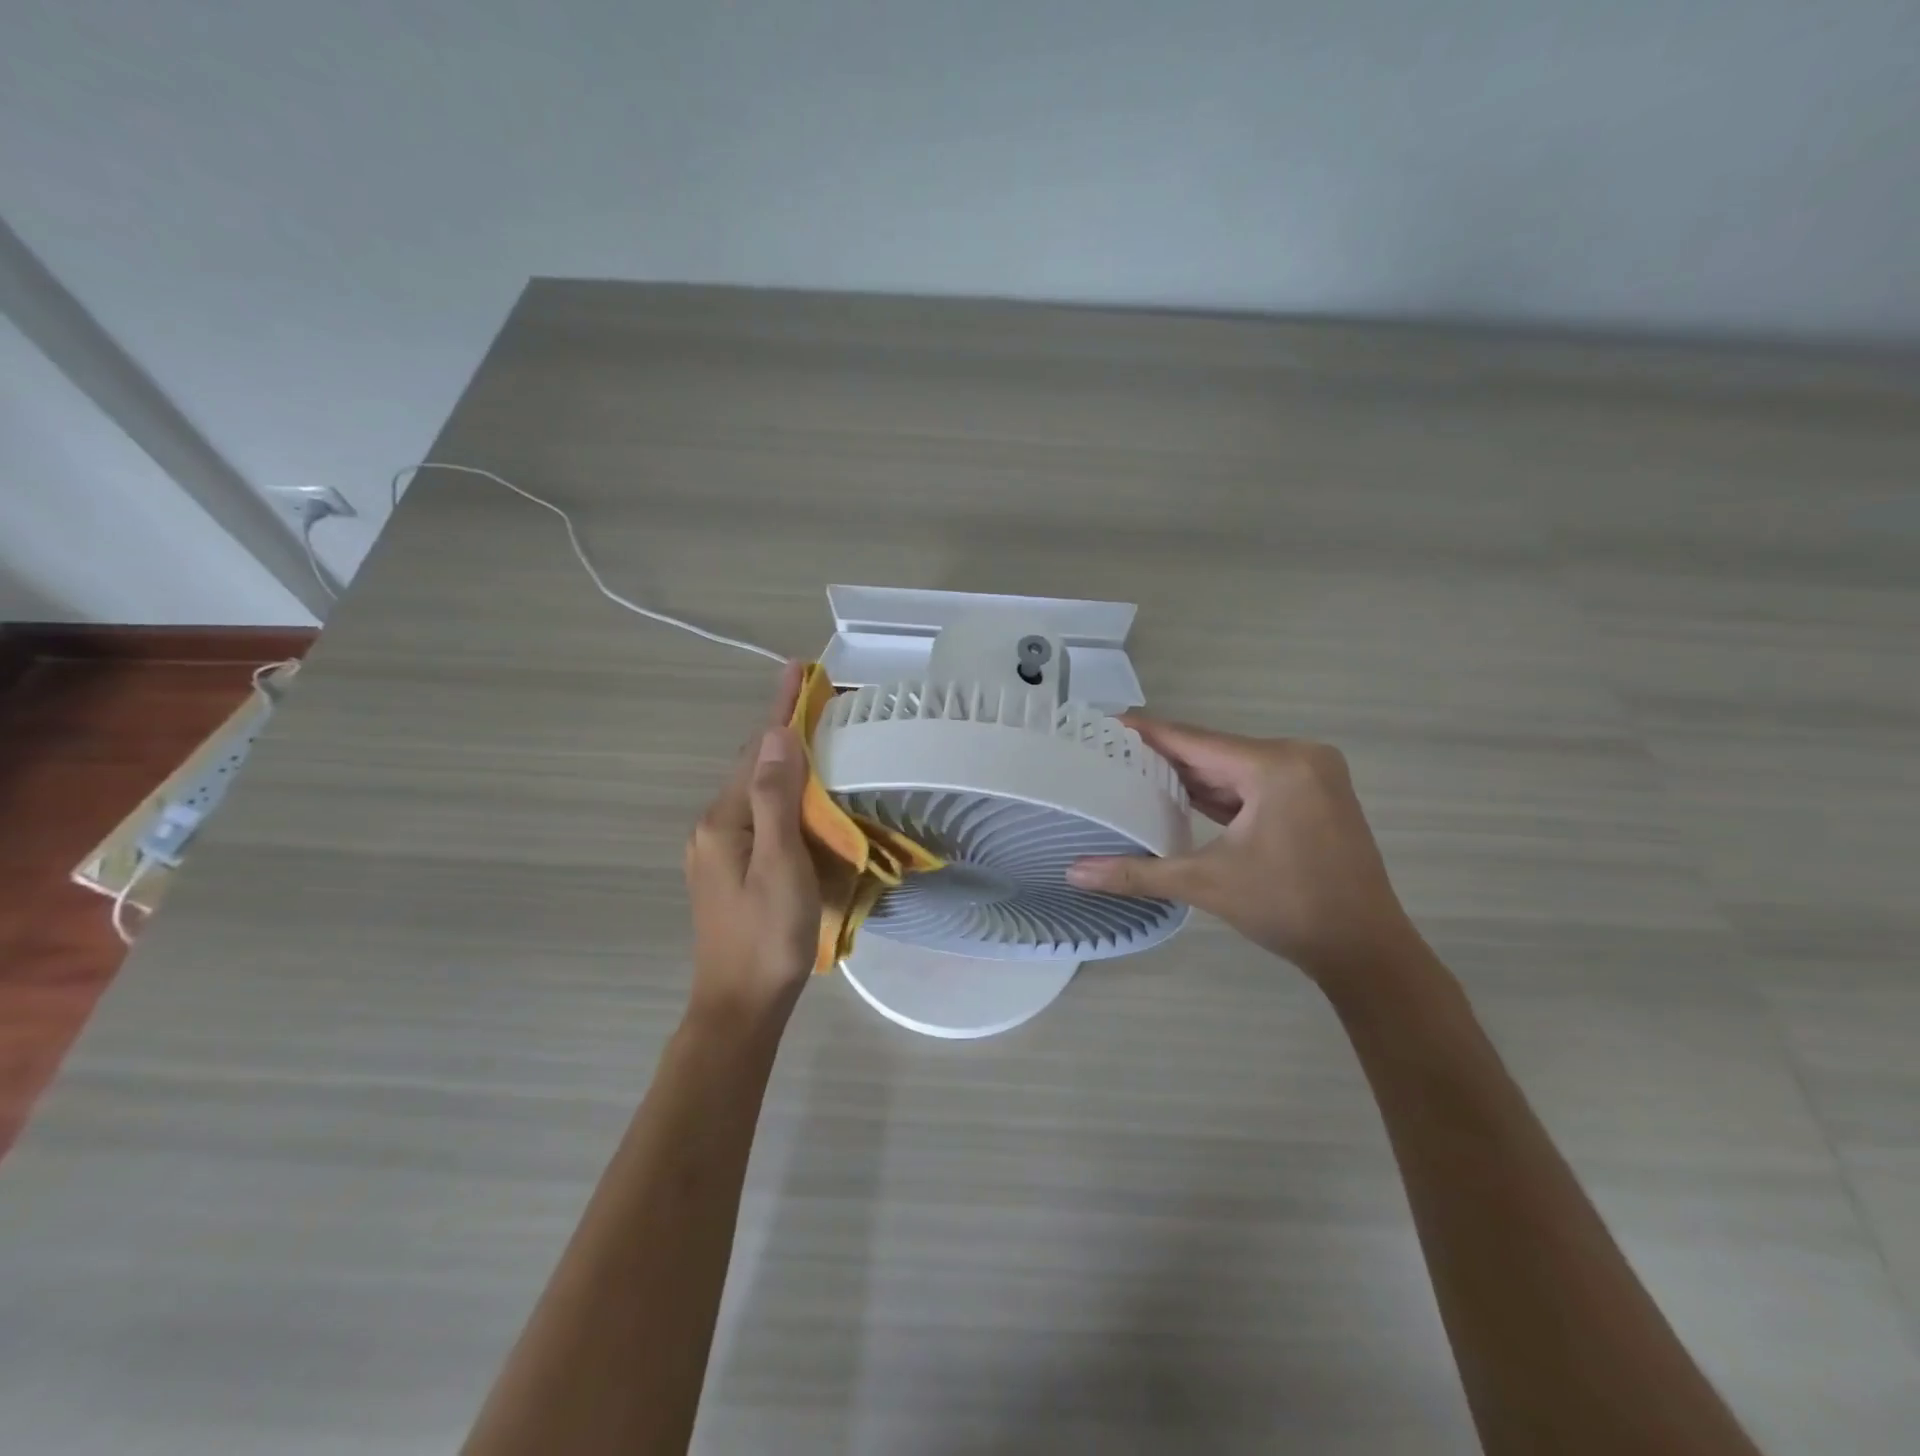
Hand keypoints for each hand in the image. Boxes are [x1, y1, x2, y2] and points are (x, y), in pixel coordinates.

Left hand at [684, 661, 819, 1023]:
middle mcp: (712, 827)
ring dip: (782, 762)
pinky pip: (756, 815)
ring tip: (815, 739)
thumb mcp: (780, 865)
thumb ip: (777, 800)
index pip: (758, 751)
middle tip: (818, 701)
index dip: (781, 710)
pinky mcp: (728, 869)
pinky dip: (780, 794)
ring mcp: (716, 850)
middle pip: (752, 767)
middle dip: (782, 731)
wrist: (739, 1006)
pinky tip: (800, 798)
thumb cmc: (767, 937)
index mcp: (723, 820)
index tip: (798, 670)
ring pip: (754, 791)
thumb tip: (778, 736)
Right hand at [1068, 716, 1418, 989]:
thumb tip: (1073, 873)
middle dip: (1163, 757)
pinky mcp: (1314, 795)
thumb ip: (1137, 872)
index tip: (1102, 724)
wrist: (1365, 950)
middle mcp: (1298, 757)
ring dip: (1190, 775)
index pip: (1193, 739)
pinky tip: (1180, 796)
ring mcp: (1311, 775)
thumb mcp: (1206, 884)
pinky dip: (1219, 791)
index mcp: (1276, 765)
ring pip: (1233, 767)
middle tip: (1108, 756)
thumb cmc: (1289, 909)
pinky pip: (1253, 783)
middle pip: (1213, 751)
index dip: (1145, 733)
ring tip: (1133, 774)